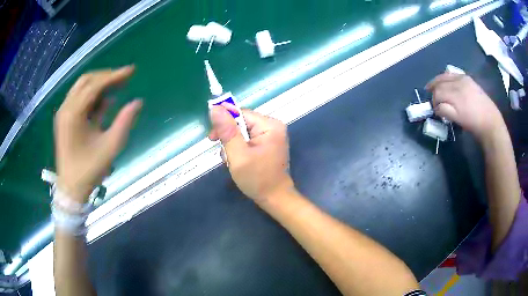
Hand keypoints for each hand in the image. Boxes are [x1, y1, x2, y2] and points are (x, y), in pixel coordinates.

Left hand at [54, 66, 141, 202]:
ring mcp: (64, 113)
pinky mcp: (65, 119)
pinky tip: (105, 102)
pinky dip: (92, 97)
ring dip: (99, 85)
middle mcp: (66, 108)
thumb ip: (124, 122)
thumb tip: (137, 102)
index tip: (131, 71)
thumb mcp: (110, 147)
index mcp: (73, 113)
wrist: (71, 188)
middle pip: (86, 81)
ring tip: (118, 87)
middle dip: (106, 77)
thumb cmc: (89, 169)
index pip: (94, 85)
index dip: (114, 76)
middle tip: (124, 78)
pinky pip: (79, 99)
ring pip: (82, 88)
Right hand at [209, 105, 293, 203]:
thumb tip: (215, 108)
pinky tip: (237, 161)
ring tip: (232, 161)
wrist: (274, 198)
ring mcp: (271, 136)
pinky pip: (248, 140)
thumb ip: (227, 131)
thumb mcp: (238, 155)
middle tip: (224, 154)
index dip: (224, 123)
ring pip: (242, 132)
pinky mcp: (267, 144)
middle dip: (229, 138)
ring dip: (233, 145)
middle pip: (242, 122)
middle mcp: (273, 126)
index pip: (241, 114)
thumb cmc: (257, 179)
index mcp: (270, 125)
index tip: (212, 137)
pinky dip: (239, 149)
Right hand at [426, 73, 503, 141]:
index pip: (437, 92)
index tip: (434, 109)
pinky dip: (446, 77)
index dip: (433, 100)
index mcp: (455, 93)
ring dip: (438, 81)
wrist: (490, 121)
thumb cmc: (473, 123)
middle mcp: (457, 81)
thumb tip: (436, 107)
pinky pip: (453, 74)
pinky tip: (447, 83)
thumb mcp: (457, 120)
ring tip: (435, 87)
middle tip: (431, 97)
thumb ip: (445, 111)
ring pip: (445, 75)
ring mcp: (463, 78)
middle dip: (433, 89)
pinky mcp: (468, 78)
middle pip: (439, 81)